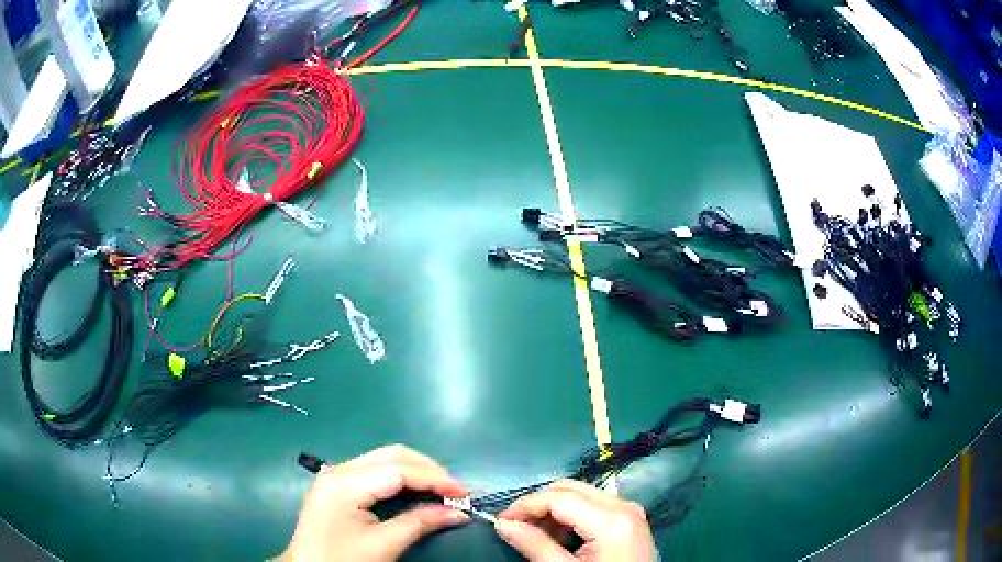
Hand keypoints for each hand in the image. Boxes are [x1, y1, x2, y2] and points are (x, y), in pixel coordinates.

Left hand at [278, 445, 470, 561]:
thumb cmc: (342, 561)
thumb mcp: (383, 546)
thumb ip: (420, 523)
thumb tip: (459, 512)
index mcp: (344, 483)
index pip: (398, 469)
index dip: (435, 479)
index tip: (464, 494)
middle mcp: (339, 470)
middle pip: (392, 455)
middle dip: (428, 470)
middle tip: (455, 492)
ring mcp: (336, 475)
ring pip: (385, 459)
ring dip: (417, 472)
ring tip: (442, 492)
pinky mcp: (338, 484)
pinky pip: (376, 471)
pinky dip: (402, 478)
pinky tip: (417, 492)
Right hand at [495, 479, 657, 561]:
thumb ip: (534, 545)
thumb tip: (503, 524)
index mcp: (611, 518)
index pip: (558, 497)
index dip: (525, 505)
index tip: (501, 521)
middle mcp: (623, 505)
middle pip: (571, 488)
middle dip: (539, 504)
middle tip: (516, 526)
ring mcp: (630, 511)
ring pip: (581, 494)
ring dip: (554, 510)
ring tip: (536, 535)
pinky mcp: (630, 520)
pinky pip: (594, 505)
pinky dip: (572, 516)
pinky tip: (560, 537)